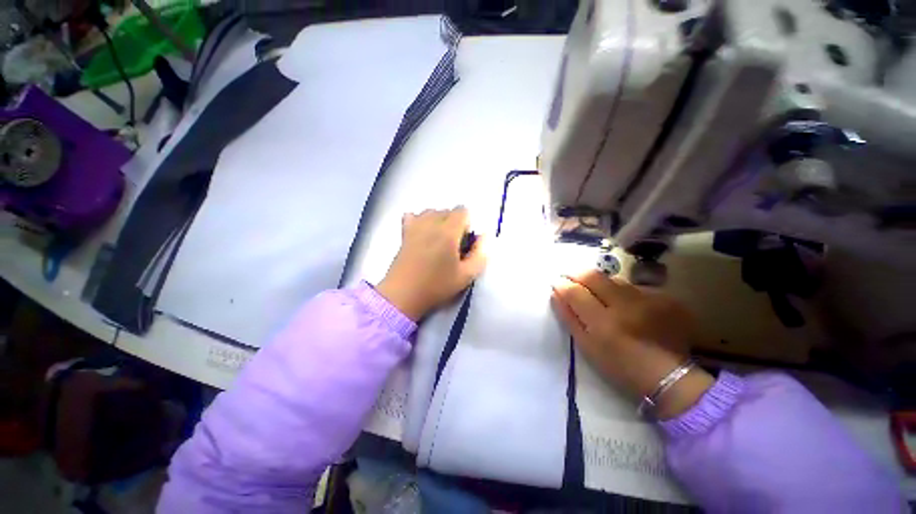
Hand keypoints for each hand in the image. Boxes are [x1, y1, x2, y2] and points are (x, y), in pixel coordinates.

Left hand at [377, 207, 485, 320]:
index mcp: (448, 232)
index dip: (467, 225)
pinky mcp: (404, 232)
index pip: (463, 211)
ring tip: (438, 241)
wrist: (403, 294)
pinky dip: (420, 220)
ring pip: (431, 211)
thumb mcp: (466, 275)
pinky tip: (422, 235)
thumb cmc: (436, 286)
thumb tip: (485, 236)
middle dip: (454, 223)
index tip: (464, 243)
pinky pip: (413, 216)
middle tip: (452, 245)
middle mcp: (432, 223)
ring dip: (439, 221)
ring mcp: (415, 226)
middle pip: (448, 210)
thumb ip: (480, 254)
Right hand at [551, 270, 713, 418]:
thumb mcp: (588, 347)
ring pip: (614, 279)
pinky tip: (627, 303)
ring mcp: (648, 299)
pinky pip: (635, 286)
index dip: (562, 285)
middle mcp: (625, 306)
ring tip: (599, 292)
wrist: (671, 378)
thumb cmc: (621, 367)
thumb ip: (569, 318)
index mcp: (603, 323)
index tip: (557, 283)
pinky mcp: (665, 298)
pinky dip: (624, 291)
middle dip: (577, 274)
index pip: (574, 292)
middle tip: (571, 278)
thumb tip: (556, 294)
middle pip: (593, 276)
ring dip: (600, 282)